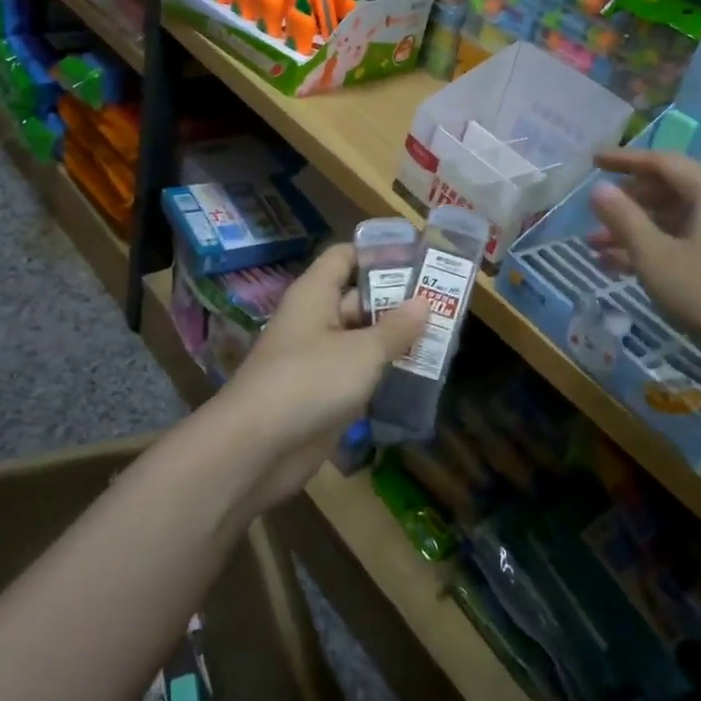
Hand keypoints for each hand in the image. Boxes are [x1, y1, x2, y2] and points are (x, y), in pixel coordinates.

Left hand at [212, 243, 430, 508]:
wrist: (256, 448)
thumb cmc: (310, 381)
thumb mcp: (362, 352)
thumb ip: (395, 328)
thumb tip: (423, 302)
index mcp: (315, 294)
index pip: (345, 256)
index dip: (378, 253)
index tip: (419, 257)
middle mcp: (315, 320)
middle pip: (358, 298)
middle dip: (398, 301)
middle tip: (444, 303)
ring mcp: (317, 359)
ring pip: (361, 339)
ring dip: (395, 340)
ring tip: (442, 338)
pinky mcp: (322, 394)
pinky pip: (357, 374)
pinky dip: (383, 373)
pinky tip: (419, 376)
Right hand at [588, 149, 700, 373]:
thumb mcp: (656, 257)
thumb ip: (624, 219)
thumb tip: (599, 189)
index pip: (663, 162)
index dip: (624, 160)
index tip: (593, 161)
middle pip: (670, 192)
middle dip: (628, 205)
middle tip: (594, 216)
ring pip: (678, 222)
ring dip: (638, 232)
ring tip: (597, 249)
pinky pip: (691, 243)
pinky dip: (659, 250)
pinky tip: (625, 269)